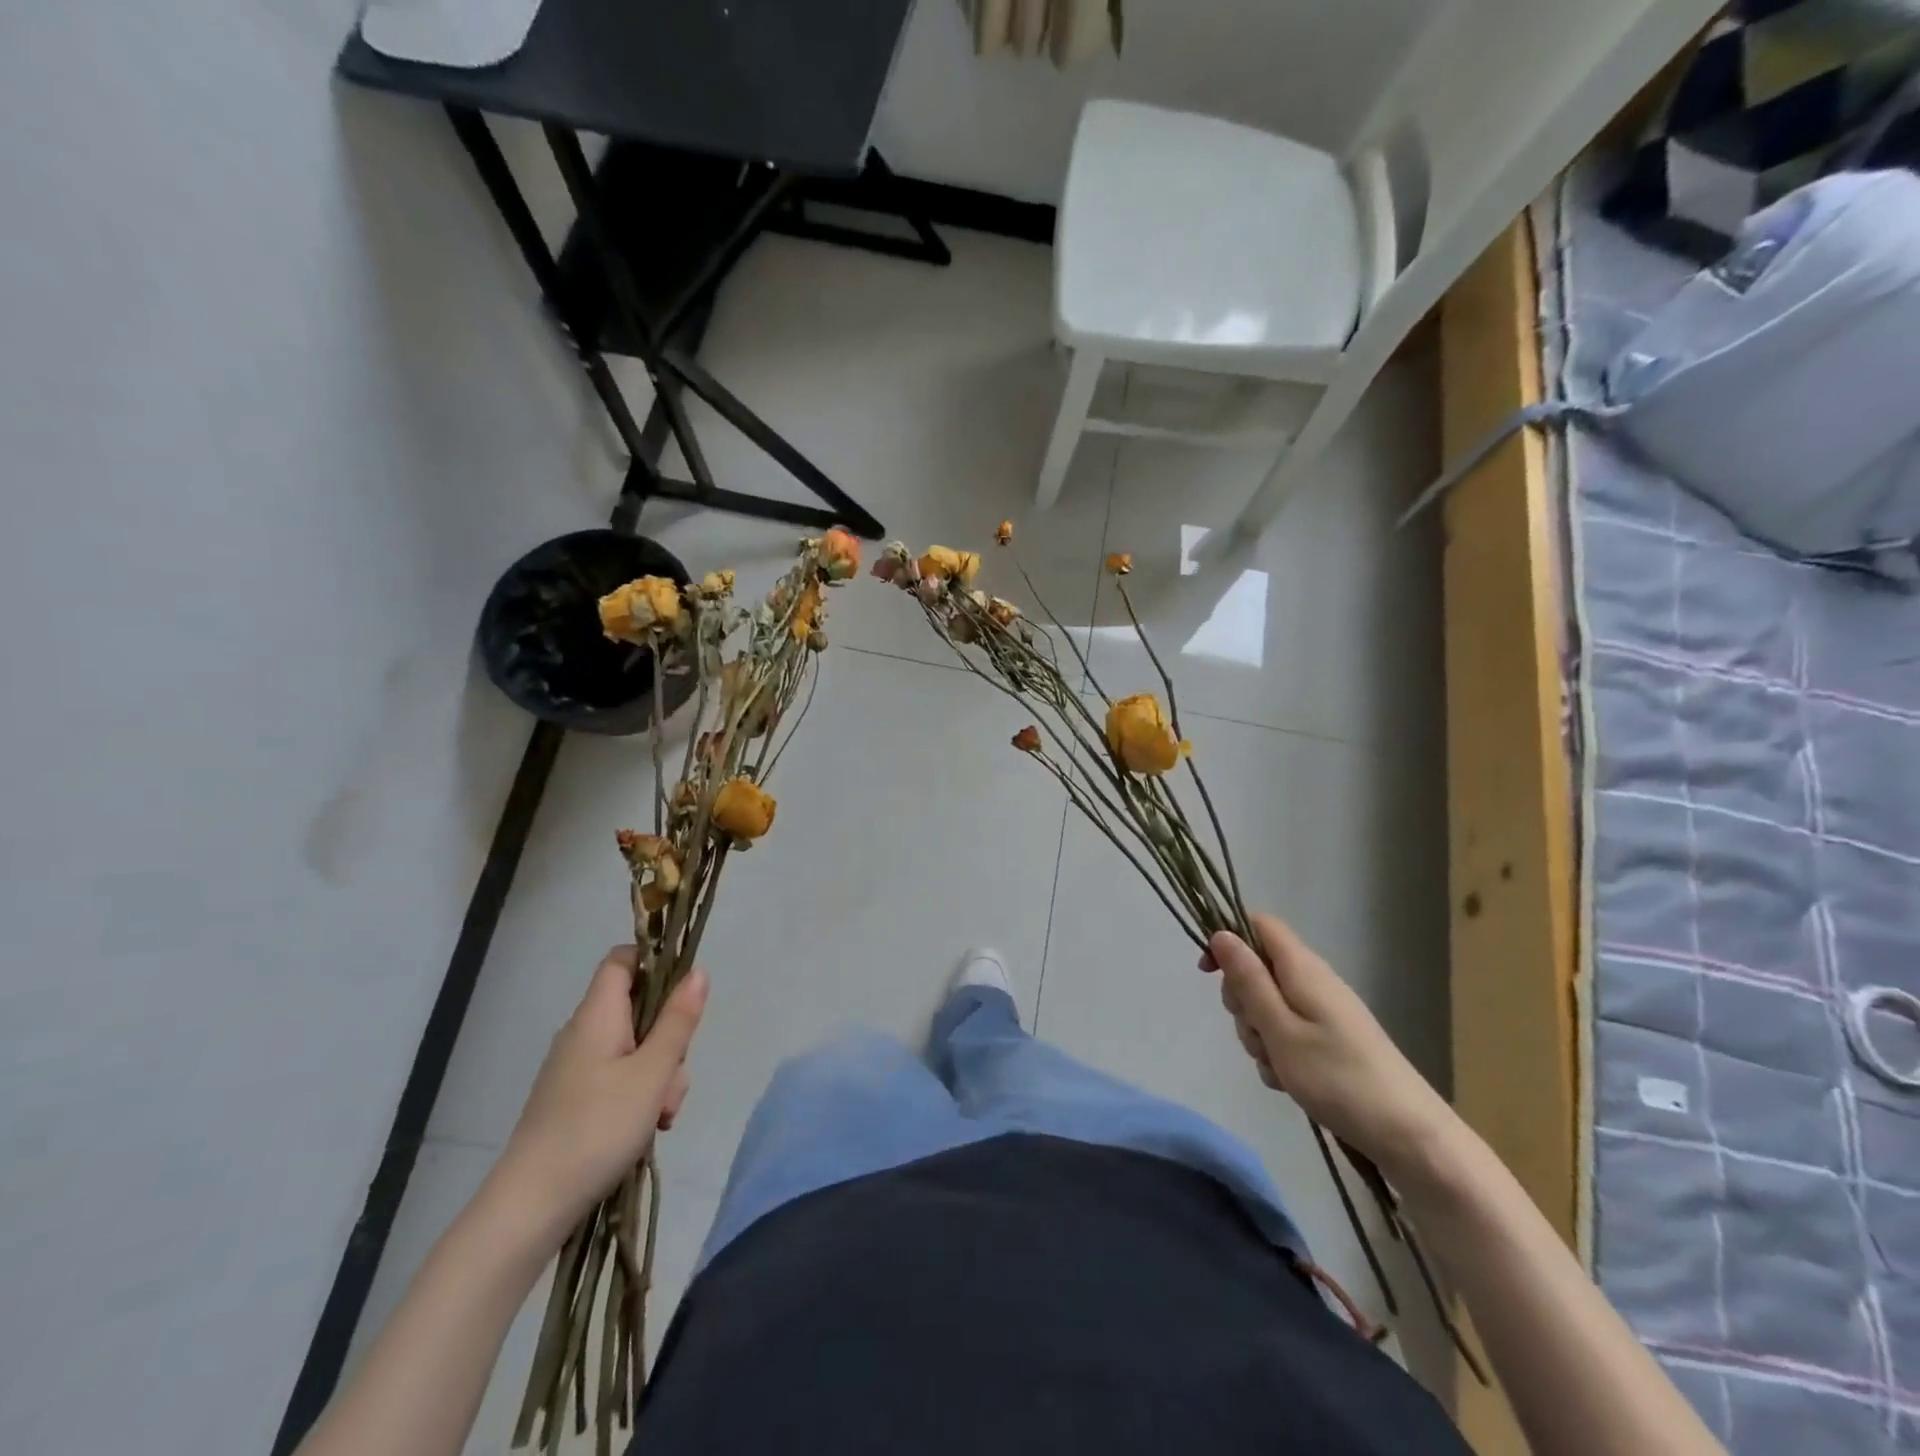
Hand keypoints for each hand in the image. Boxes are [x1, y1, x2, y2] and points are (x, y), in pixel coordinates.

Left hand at [486, 948, 707, 1250]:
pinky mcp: (574, 1099)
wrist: (529, 1207)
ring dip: (659, 1074)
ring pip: (635, 1048)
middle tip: (673, 1074)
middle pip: (638, 1009)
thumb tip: (698, 971)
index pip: (623, 960)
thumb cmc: (596, 1128)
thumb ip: (678, 1020)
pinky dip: (639, 1095)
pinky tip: (646, 1128)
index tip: (683, 990)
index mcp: (597, 1015)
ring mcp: (576, 1068)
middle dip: (668, 1037)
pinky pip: (619, 1078)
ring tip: (660, 1115)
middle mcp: (583, 1033)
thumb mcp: (652, 1073)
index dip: (655, 961)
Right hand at [1201, 913, 1459, 1182]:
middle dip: (1242, 999)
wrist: (1410, 1136)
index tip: (1208, 972)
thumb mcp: (1279, 1028)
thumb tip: (1221, 933)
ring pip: (1269, 1005)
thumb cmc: (1338, 1077)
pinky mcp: (1331, 1039)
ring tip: (1276, 1066)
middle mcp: (1313, 981)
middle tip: (1254, 1032)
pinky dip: (1279, 1052)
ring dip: (1259, 1033)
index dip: (1229, 938)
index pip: (1259, 924)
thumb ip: (1248, 979)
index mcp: (1302, 968)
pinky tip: (1288, 1081)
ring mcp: (1324, 1011)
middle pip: (1259, 968)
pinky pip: (1288, 1032)